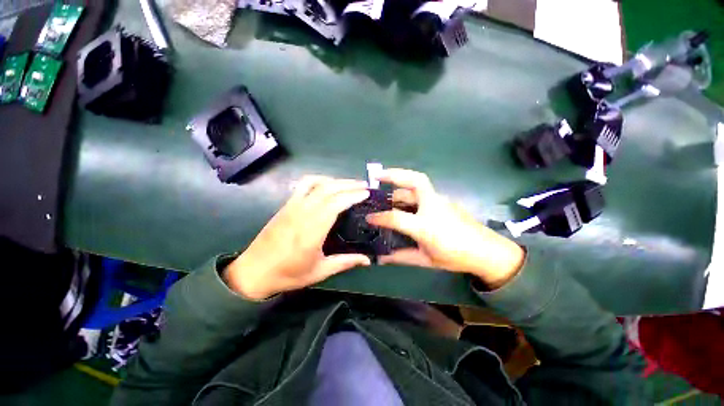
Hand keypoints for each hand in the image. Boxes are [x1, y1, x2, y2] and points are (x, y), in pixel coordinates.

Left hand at [224, 176, 371, 299]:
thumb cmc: (288, 274)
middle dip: (349, 184)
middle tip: (364, 186)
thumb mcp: (320, 271)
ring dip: (335, 180)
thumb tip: (367, 260)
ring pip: (316, 183)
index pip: (335, 204)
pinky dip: (318, 179)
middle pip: (328, 189)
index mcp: (312, 231)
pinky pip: (303, 185)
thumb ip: (345, 262)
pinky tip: (327, 184)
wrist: (253, 271)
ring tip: (350, 184)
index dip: (352, 196)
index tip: (366, 193)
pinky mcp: (286, 205)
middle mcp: (302, 213)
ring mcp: (292, 206)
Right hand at [366, 169, 524, 288]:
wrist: (487, 252)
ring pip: (418, 184)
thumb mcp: (426, 260)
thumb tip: (382, 257)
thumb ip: (402, 256)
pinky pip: (423, 190)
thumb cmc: (456, 257)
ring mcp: (441, 201)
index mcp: (427, 226)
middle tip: (377, 175)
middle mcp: (434, 208)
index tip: (369, 217)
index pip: (397, 218)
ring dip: (400, 182)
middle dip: (394, 174)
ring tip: (386, 185)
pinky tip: (403, 198)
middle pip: (415, 182)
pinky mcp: (445, 199)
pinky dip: (409, 190)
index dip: (380, 217)